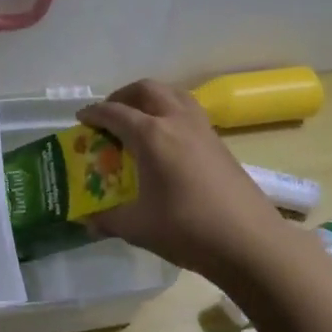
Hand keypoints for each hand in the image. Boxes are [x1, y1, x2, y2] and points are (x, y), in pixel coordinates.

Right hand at [79, 79, 293, 280]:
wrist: (250, 242)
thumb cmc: (188, 230)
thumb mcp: (138, 227)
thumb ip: (108, 220)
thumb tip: (87, 222)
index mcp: (151, 136)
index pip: (115, 113)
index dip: (94, 113)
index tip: (81, 119)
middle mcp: (176, 121)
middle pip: (146, 90)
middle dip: (122, 96)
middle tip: (109, 115)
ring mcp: (202, 129)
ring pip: (172, 94)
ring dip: (150, 98)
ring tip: (138, 118)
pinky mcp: (219, 142)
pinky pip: (189, 110)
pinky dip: (170, 111)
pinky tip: (166, 140)